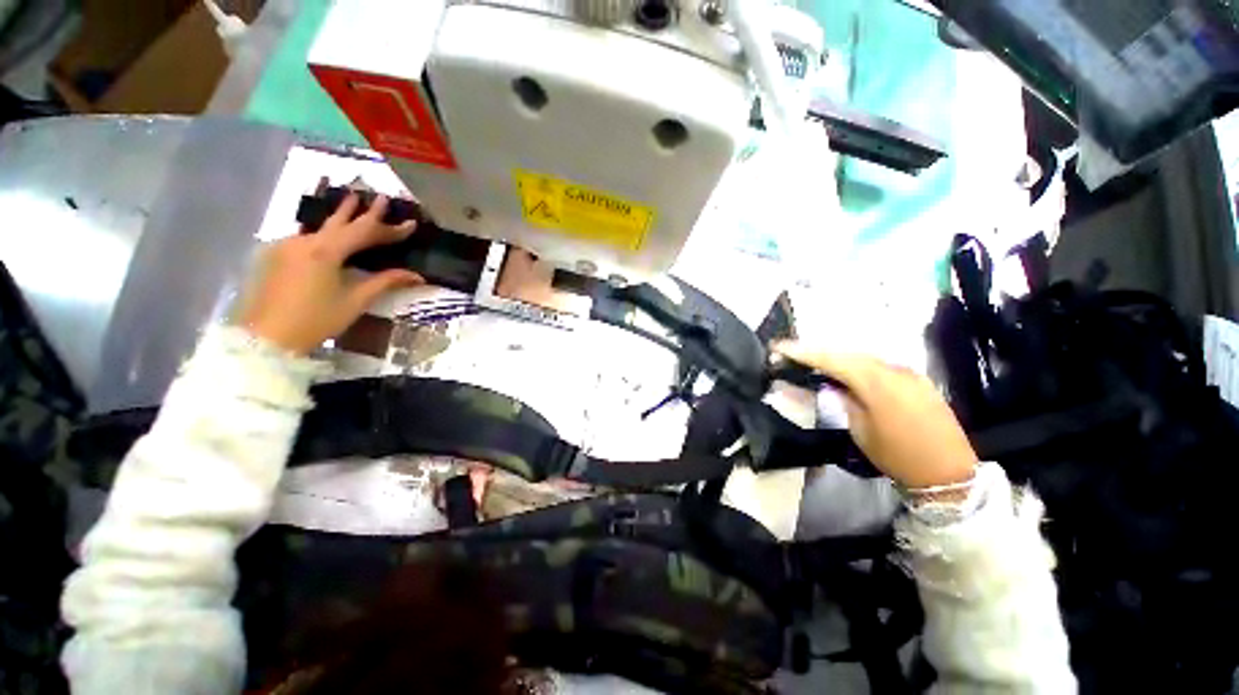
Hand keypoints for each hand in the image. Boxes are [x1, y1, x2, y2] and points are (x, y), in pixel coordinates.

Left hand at [241, 194, 422, 354]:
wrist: (266, 337)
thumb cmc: (316, 320)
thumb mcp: (355, 301)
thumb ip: (384, 282)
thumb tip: (416, 275)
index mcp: (326, 251)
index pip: (365, 232)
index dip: (390, 228)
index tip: (410, 223)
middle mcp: (306, 241)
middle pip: (341, 223)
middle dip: (362, 211)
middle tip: (378, 197)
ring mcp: (287, 246)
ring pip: (322, 227)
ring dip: (341, 216)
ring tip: (352, 200)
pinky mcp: (277, 255)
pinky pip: (307, 237)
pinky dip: (324, 232)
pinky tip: (328, 232)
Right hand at [775, 343, 977, 488]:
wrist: (950, 472)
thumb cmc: (898, 454)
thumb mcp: (860, 430)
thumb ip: (842, 401)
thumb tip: (830, 386)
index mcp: (875, 382)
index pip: (831, 359)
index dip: (803, 352)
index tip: (779, 347)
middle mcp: (893, 369)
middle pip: (847, 353)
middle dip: (817, 351)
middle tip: (792, 352)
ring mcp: (908, 373)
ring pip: (864, 357)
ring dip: (837, 356)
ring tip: (814, 359)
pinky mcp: (917, 380)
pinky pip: (879, 365)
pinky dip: (857, 364)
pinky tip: (846, 370)